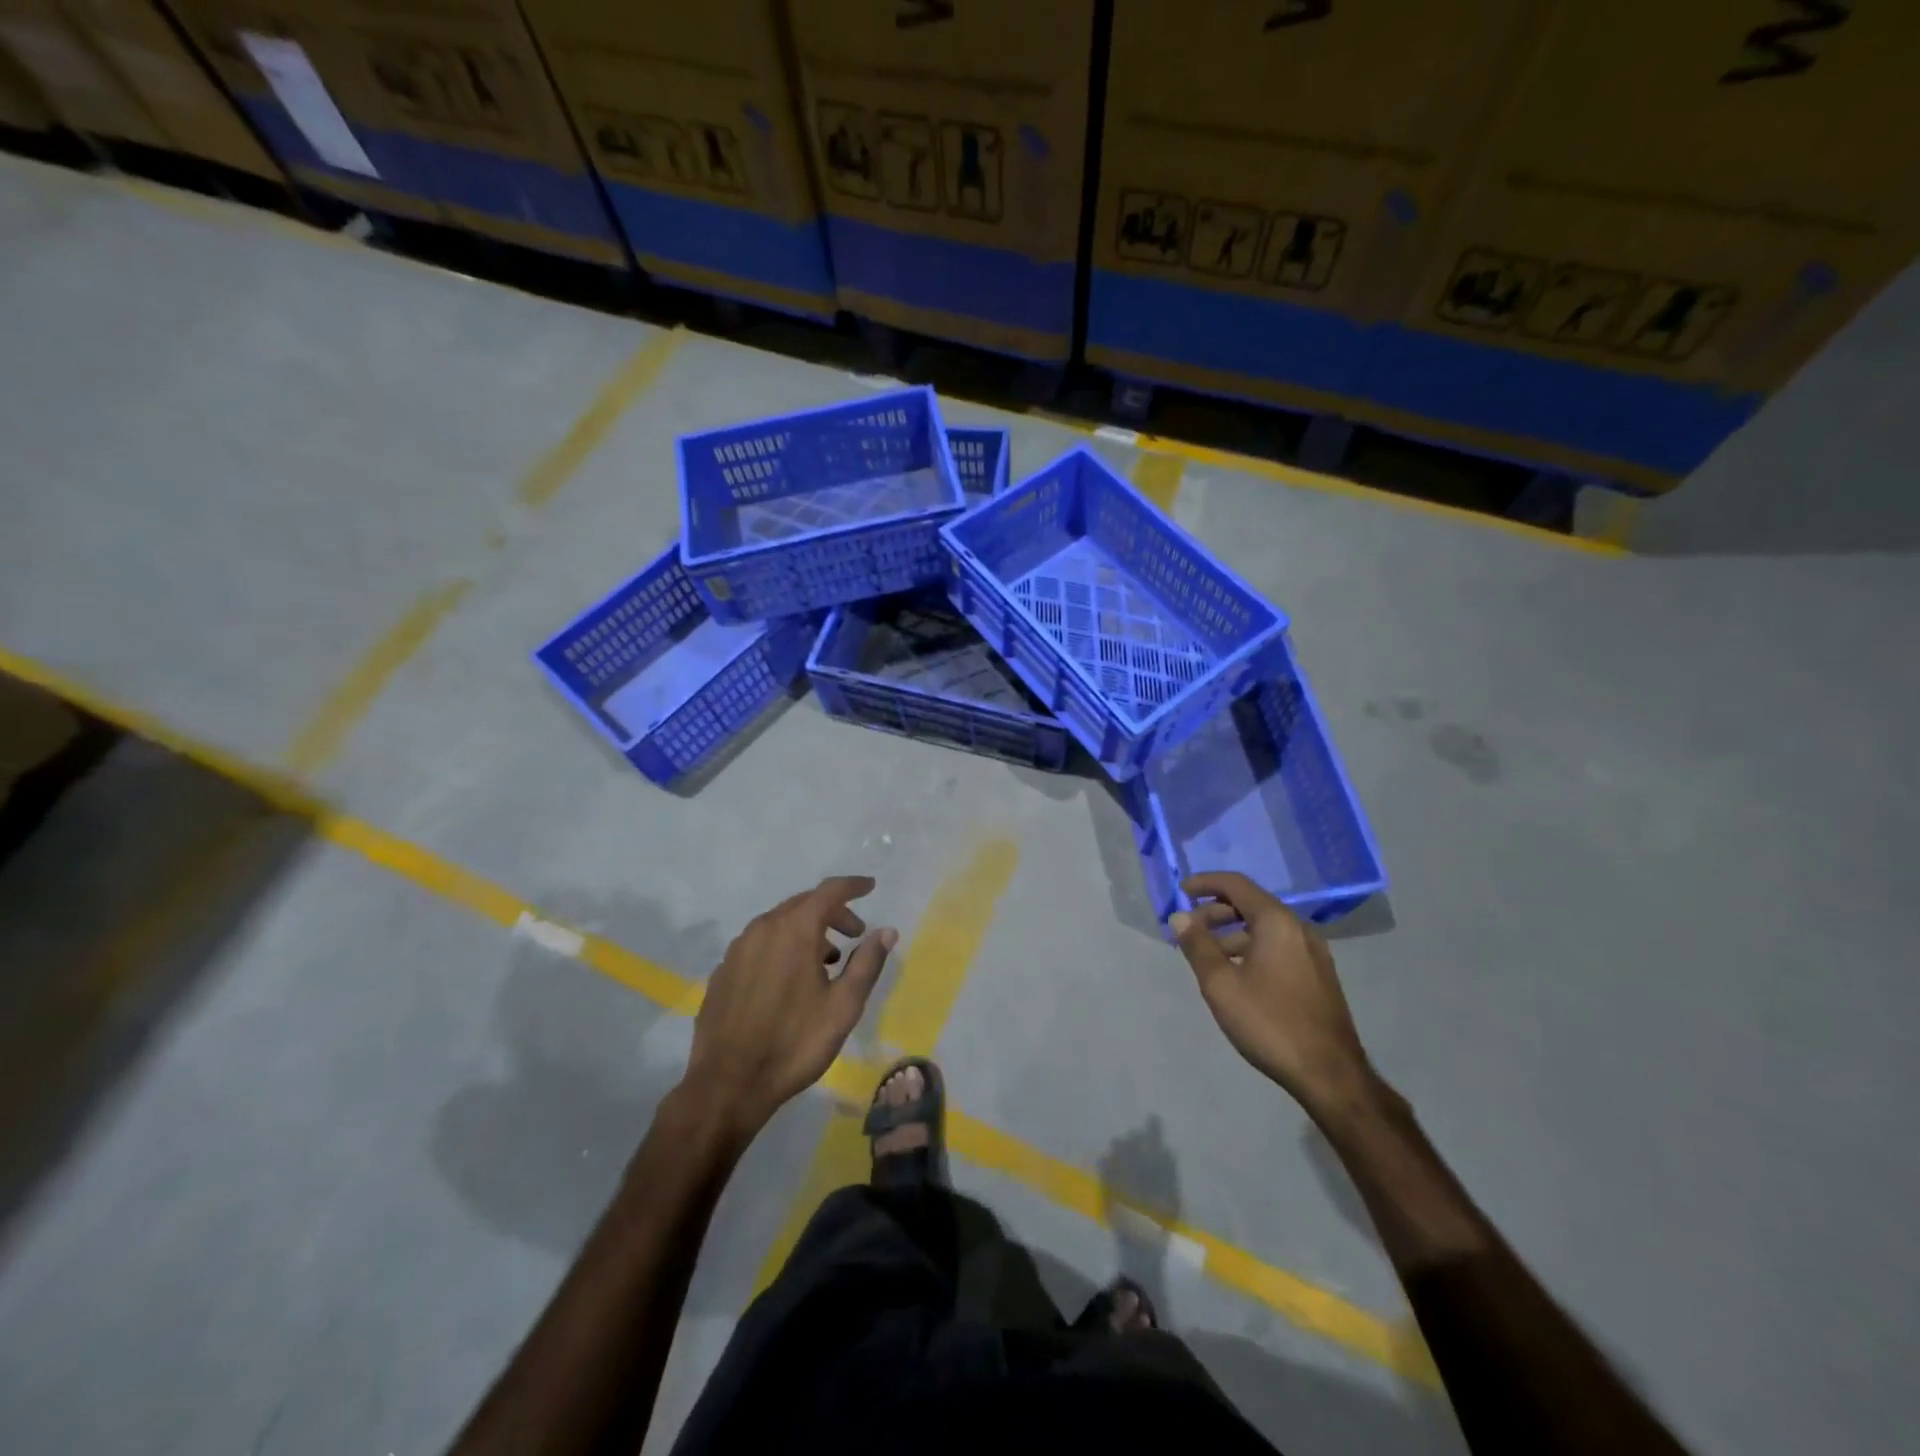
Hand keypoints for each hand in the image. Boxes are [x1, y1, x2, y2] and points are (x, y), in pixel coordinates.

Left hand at [682, 876, 895, 1141]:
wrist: (728, 1085)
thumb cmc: (794, 1043)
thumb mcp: (843, 1006)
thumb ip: (867, 963)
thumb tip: (886, 931)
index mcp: (794, 930)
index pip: (829, 891)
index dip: (853, 886)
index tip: (871, 887)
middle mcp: (763, 929)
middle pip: (803, 904)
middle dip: (832, 912)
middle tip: (855, 933)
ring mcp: (738, 949)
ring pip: (779, 924)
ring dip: (807, 930)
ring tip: (826, 960)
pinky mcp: (723, 971)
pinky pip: (759, 944)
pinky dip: (782, 947)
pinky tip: (789, 979)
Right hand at [1171, 872, 1376, 1119]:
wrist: (1330, 1074)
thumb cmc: (1269, 1022)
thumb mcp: (1221, 984)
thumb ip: (1198, 946)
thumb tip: (1180, 917)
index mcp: (1277, 923)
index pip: (1237, 885)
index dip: (1206, 883)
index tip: (1181, 890)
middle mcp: (1299, 929)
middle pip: (1251, 905)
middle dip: (1216, 912)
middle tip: (1189, 930)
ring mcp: (1313, 953)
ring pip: (1265, 928)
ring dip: (1232, 934)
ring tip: (1207, 957)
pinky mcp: (1318, 975)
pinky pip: (1278, 947)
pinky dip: (1252, 948)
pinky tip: (1237, 975)